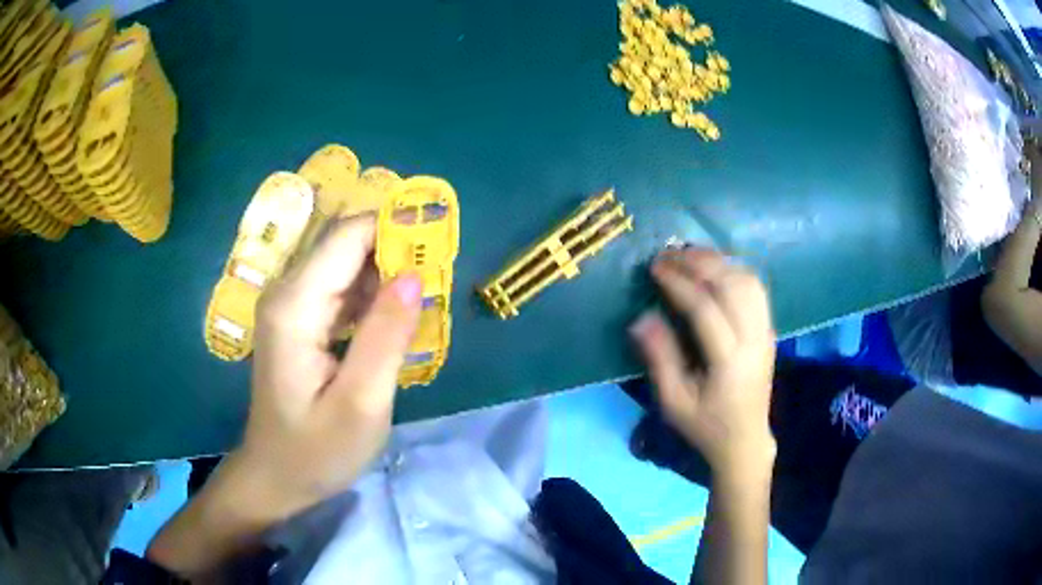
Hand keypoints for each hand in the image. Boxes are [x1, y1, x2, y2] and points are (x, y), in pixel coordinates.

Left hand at [230, 215, 421, 519]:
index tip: (441, 245)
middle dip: (396, 252)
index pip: (348, 237)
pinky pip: (341, 290)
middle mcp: (287, 292)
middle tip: (440, 282)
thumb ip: (386, 337)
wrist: (276, 476)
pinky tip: (396, 322)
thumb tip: (415, 276)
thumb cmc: (317, 452)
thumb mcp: (361, 404)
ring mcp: (290, 305)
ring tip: (426, 303)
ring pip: (346, 266)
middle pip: (346, 246)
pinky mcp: (298, 320)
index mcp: (295, 306)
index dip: (395, 229)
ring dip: (388, 276)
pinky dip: (373, 297)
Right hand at [631, 248, 775, 477]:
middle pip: (732, 286)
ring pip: (748, 281)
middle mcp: (753, 340)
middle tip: (669, 253)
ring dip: (718, 261)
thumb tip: (641, 317)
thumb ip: (659, 358)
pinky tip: (714, 268)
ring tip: (689, 255)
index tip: (655, 267)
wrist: (745, 439)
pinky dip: (734, 269)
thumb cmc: (705, 425)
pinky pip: (756, 288)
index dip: (679, 283)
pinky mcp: (769, 329)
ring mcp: (766, 332)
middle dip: (699, 262)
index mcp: (729, 362)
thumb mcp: (674, 402)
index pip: (705, 309)